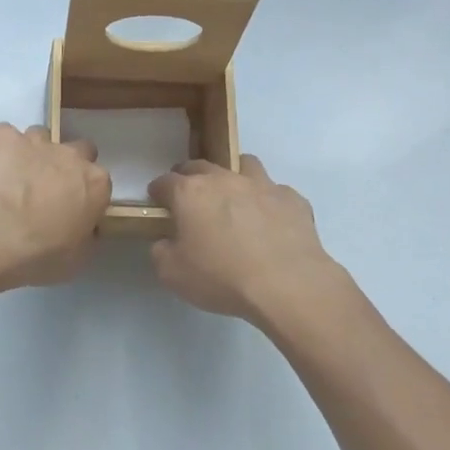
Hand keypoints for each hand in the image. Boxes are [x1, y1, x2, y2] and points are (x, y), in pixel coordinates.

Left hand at [0, 123, 110, 289]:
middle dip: (67, 164)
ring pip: (41, 136)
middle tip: (48, 189)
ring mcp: (37, 141)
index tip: (73, 209)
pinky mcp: (3, 137)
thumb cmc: (40, 254)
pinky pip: (4, 135)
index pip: (100, 181)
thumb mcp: (76, 258)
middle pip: (79, 149)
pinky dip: (0, 148)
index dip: (86, 194)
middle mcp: (71, 155)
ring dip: (33, 153)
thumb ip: (86, 236)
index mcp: (96, 183)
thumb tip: (84, 229)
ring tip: (15, 177)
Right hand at [147, 156, 341, 328]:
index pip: (165, 181)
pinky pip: (276, 192)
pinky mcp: (292, 199)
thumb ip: (161, 251)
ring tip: (235, 198)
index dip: (158, 190)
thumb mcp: (172, 274)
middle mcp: (225, 179)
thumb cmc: (221, 277)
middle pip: (201, 166)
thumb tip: (166, 241)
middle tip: (190, 198)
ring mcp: (262, 185)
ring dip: (234, 176)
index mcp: (190, 192)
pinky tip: (271, 222)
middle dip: (190, 177)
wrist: (287, 285)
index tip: (157, 201)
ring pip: (244, 165)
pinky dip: (269, 202)